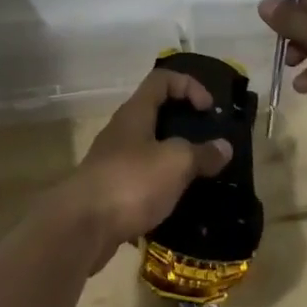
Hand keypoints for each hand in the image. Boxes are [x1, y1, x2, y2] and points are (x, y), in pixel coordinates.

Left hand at [56, 69, 231, 271]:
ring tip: (197, 177)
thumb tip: (224, 147)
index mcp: (135, 112)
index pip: (162, 79)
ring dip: (171, 160)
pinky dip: (159, 189)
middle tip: (207, 142)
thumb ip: (201, 153)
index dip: (188, 85)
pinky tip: (174, 207)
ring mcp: (112, 161)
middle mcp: (122, 130)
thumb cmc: (131, 181)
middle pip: (155, 113)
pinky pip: (140, 182)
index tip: (209, 109)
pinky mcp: (109, 192)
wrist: (82, 227)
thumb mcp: (175, 163)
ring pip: (148, 150)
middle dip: (182, 124)